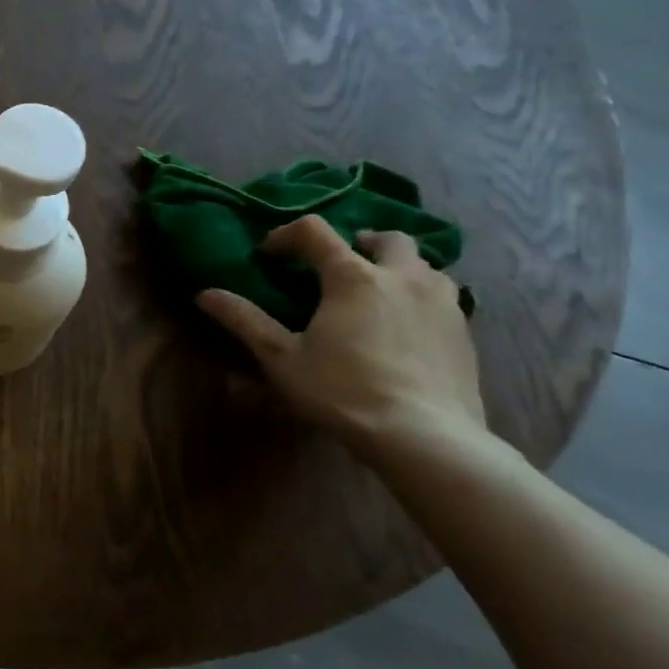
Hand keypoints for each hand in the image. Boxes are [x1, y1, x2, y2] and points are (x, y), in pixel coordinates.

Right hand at [196, 216, 485, 462]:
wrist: (426, 437)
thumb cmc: (342, 391)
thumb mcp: (281, 358)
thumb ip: (244, 320)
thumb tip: (204, 294)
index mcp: (352, 277)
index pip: (315, 231)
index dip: (286, 235)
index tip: (269, 256)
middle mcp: (402, 277)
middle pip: (386, 238)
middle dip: (359, 242)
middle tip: (337, 266)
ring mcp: (442, 302)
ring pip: (424, 265)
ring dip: (396, 268)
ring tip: (376, 293)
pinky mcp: (465, 331)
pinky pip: (443, 297)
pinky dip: (420, 297)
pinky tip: (405, 327)